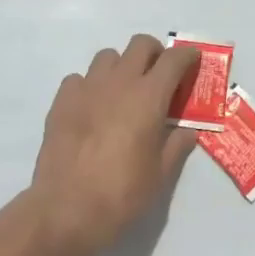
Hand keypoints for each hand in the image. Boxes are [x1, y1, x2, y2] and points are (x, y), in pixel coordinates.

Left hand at [18, 36, 199, 255]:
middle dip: (155, 53)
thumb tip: (186, 131)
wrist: (65, 211)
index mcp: (148, 97)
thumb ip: (176, 146)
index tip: (193, 61)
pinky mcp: (61, 101)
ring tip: (124, 92)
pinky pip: (79, 78)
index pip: (173, 60)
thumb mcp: (160, 176)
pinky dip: (90, 85)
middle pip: (140, 44)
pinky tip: (92, 108)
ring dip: (121, 66)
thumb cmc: (121, 195)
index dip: (187, 56)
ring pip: (108, 56)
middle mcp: (119, 82)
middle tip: (159, 77)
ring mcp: (87, 88)